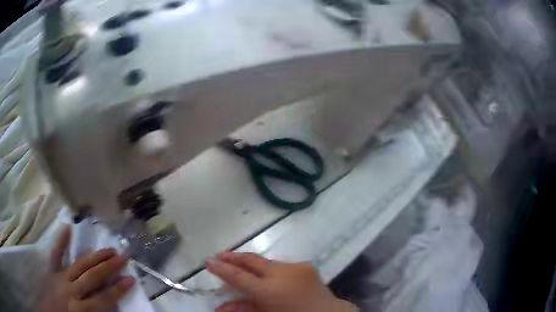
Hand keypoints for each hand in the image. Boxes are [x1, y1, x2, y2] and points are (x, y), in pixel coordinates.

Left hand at [39, 225, 134, 311]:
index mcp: (81, 310)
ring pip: (79, 265)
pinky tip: (67, 227)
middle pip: (92, 278)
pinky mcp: (51, 271)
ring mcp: (59, 278)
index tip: (131, 280)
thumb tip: (113, 306)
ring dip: (94, 257)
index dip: (118, 290)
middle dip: (109, 268)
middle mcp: (71, 291)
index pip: (104, 299)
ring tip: (109, 249)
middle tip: (123, 256)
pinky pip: (56, 255)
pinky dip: (61, 242)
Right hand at [206, 252, 356, 311]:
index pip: (238, 276)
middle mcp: (281, 273)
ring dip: (252, 263)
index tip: (208, 261)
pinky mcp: (305, 266)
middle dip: (234, 257)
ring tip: (240, 264)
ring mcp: (295, 267)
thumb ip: (243, 310)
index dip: (221, 268)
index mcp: (269, 290)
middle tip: (220, 255)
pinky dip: (270, 269)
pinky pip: (281, 266)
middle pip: (251, 261)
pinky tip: (267, 275)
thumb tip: (220, 308)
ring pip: (266, 262)